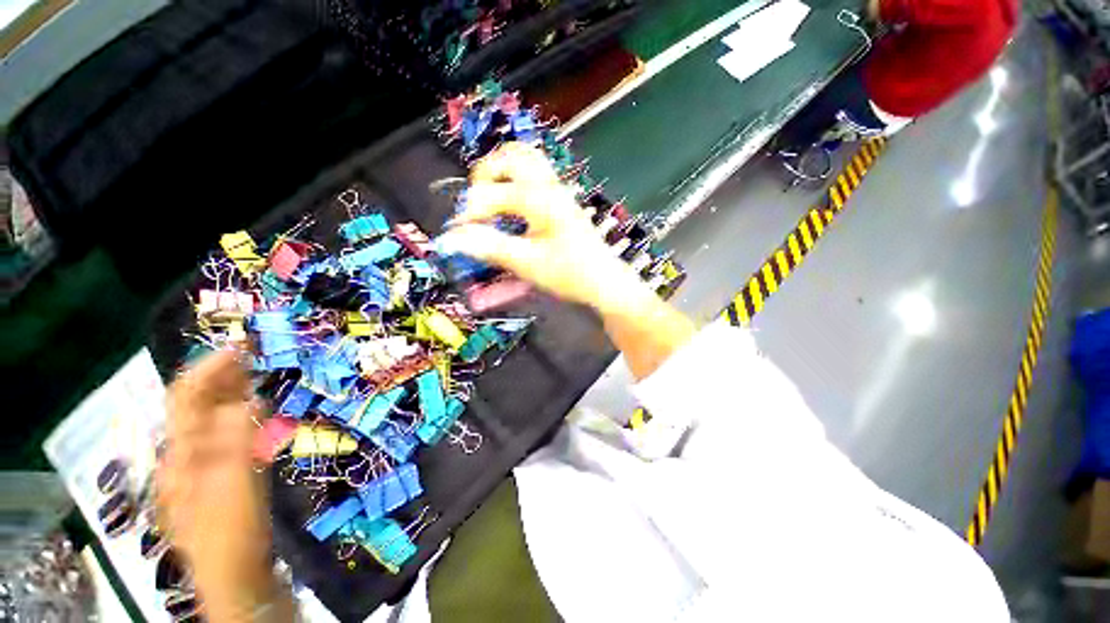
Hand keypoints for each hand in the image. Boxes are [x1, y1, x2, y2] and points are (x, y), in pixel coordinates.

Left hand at [158, 350, 278, 619]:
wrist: (234, 576)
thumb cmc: (230, 533)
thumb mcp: (234, 487)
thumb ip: (238, 440)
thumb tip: (250, 399)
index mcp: (181, 455)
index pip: (187, 399)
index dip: (209, 368)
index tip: (239, 345)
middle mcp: (184, 455)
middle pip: (196, 405)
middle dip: (221, 375)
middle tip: (252, 352)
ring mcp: (199, 466)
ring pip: (210, 419)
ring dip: (230, 392)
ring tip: (254, 372)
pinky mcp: (218, 475)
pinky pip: (224, 435)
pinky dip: (239, 415)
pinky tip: (254, 411)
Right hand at [437, 142, 645, 312]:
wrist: (604, 282)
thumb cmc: (570, 274)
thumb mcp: (527, 263)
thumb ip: (490, 247)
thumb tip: (451, 238)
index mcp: (539, 198)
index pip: (490, 193)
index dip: (468, 212)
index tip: (458, 236)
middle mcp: (549, 185)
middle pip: (509, 156)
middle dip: (484, 177)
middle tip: (476, 207)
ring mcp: (558, 190)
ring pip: (525, 159)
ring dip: (501, 173)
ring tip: (490, 200)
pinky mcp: (561, 199)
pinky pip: (535, 173)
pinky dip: (516, 179)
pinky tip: (512, 204)